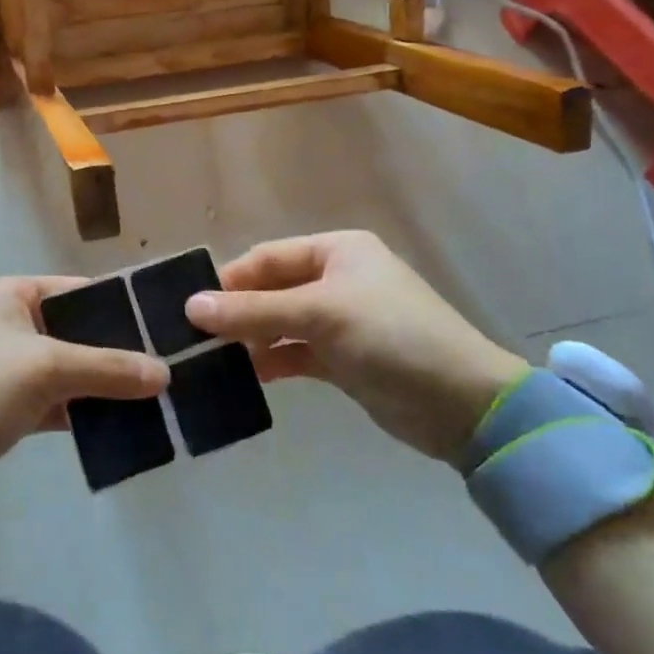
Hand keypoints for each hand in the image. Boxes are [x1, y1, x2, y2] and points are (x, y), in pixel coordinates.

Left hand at [0, 277, 168, 525]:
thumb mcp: (44, 370)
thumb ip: (106, 367)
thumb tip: (163, 373)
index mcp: (9, 294)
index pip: (76, 290)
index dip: (118, 307)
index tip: (162, 327)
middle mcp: (7, 323)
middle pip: (75, 331)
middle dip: (115, 351)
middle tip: (166, 367)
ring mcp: (6, 368)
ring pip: (68, 369)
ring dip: (102, 385)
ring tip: (155, 397)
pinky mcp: (6, 408)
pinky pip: (56, 401)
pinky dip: (83, 411)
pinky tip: (121, 424)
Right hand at [185, 231, 527, 467]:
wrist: (462, 403)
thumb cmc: (391, 336)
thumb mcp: (321, 314)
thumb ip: (255, 311)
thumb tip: (192, 307)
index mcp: (337, 251)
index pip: (269, 256)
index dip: (231, 279)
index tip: (192, 306)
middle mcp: (337, 279)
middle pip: (273, 289)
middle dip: (238, 311)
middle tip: (194, 336)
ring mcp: (341, 321)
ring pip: (282, 322)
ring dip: (252, 338)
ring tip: (213, 360)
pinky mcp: (344, 359)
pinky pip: (297, 352)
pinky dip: (274, 360)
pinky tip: (248, 376)